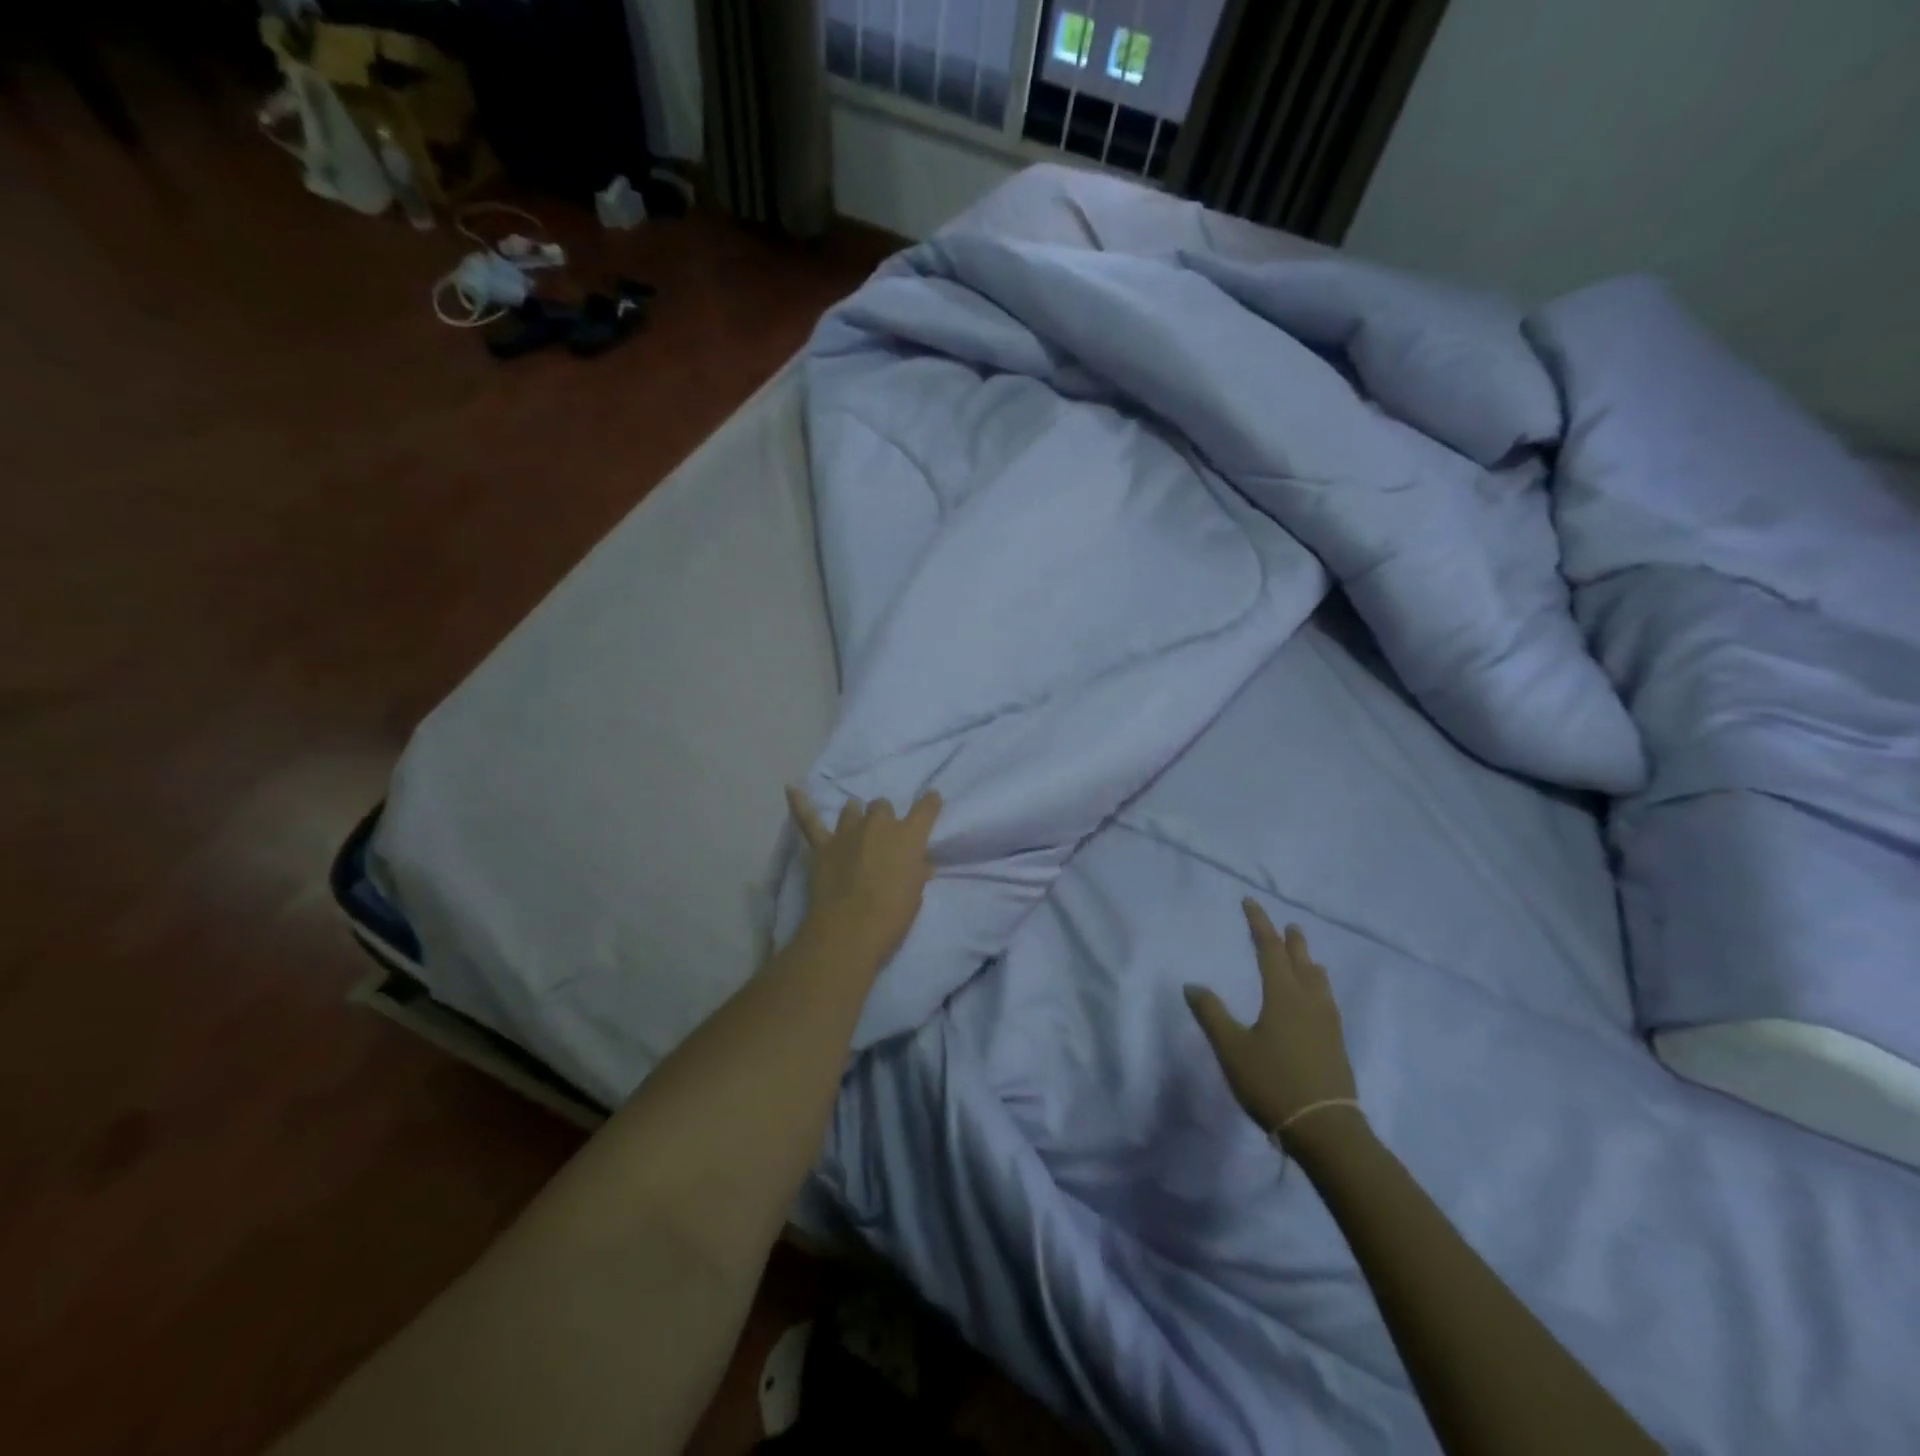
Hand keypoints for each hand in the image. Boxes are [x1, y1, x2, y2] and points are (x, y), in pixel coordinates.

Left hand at [787, 786, 941, 969]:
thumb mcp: (915, 894)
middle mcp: (879, 825)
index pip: (925, 809)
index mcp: (908, 836)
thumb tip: (921, 865)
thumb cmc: (893, 915)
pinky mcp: (822, 846)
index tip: (932, 800)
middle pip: (882, 807)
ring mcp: (848, 833)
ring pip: (851, 810)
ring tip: (855, 825)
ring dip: (855, 816)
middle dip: (884, 818)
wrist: (851, 929)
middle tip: (883, 836)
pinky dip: (800, 804)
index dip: (930, 803)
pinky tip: (791, 789)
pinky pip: (808, 820)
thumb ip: (917, 873)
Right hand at [1185, 901, 1363, 1149]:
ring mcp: (1327, 1024)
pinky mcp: (1336, 1044)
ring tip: (1307, 958)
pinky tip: (1318, 1001)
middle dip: (1291, 941)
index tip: (1250, 903)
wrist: (1326, 1130)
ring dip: (1309, 963)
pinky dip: (1318, 987)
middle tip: (1288, 926)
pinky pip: (1327, 1001)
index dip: (1258, 924)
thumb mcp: (1232, 1049)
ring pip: (1319, 982)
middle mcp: (1309, 1002)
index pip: (1269, 950)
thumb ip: (1211, 1014)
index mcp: (1283, 996)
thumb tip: (1193, 985)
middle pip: (1300, 962)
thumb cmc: (1273, 1083)